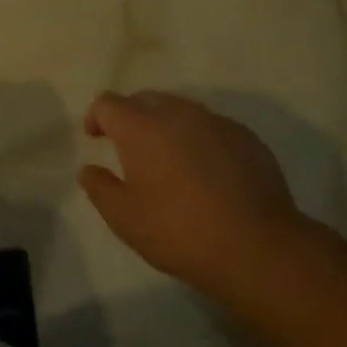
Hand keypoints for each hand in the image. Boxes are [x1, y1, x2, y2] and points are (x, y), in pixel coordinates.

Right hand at [79, 90, 309, 295]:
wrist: (257, 246)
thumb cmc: (179, 231)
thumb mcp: (125, 219)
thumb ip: (100, 188)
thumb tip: (88, 169)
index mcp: (141, 127)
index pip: (108, 103)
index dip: (97, 117)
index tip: (95, 138)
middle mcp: (176, 112)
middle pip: (145, 99)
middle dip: (131, 117)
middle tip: (129, 148)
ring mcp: (215, 121)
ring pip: (180, 110)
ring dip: (167, 126)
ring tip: (169, 159)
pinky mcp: (245, 136)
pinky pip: (211, 127)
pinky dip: (199, 140)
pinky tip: (207, 172)